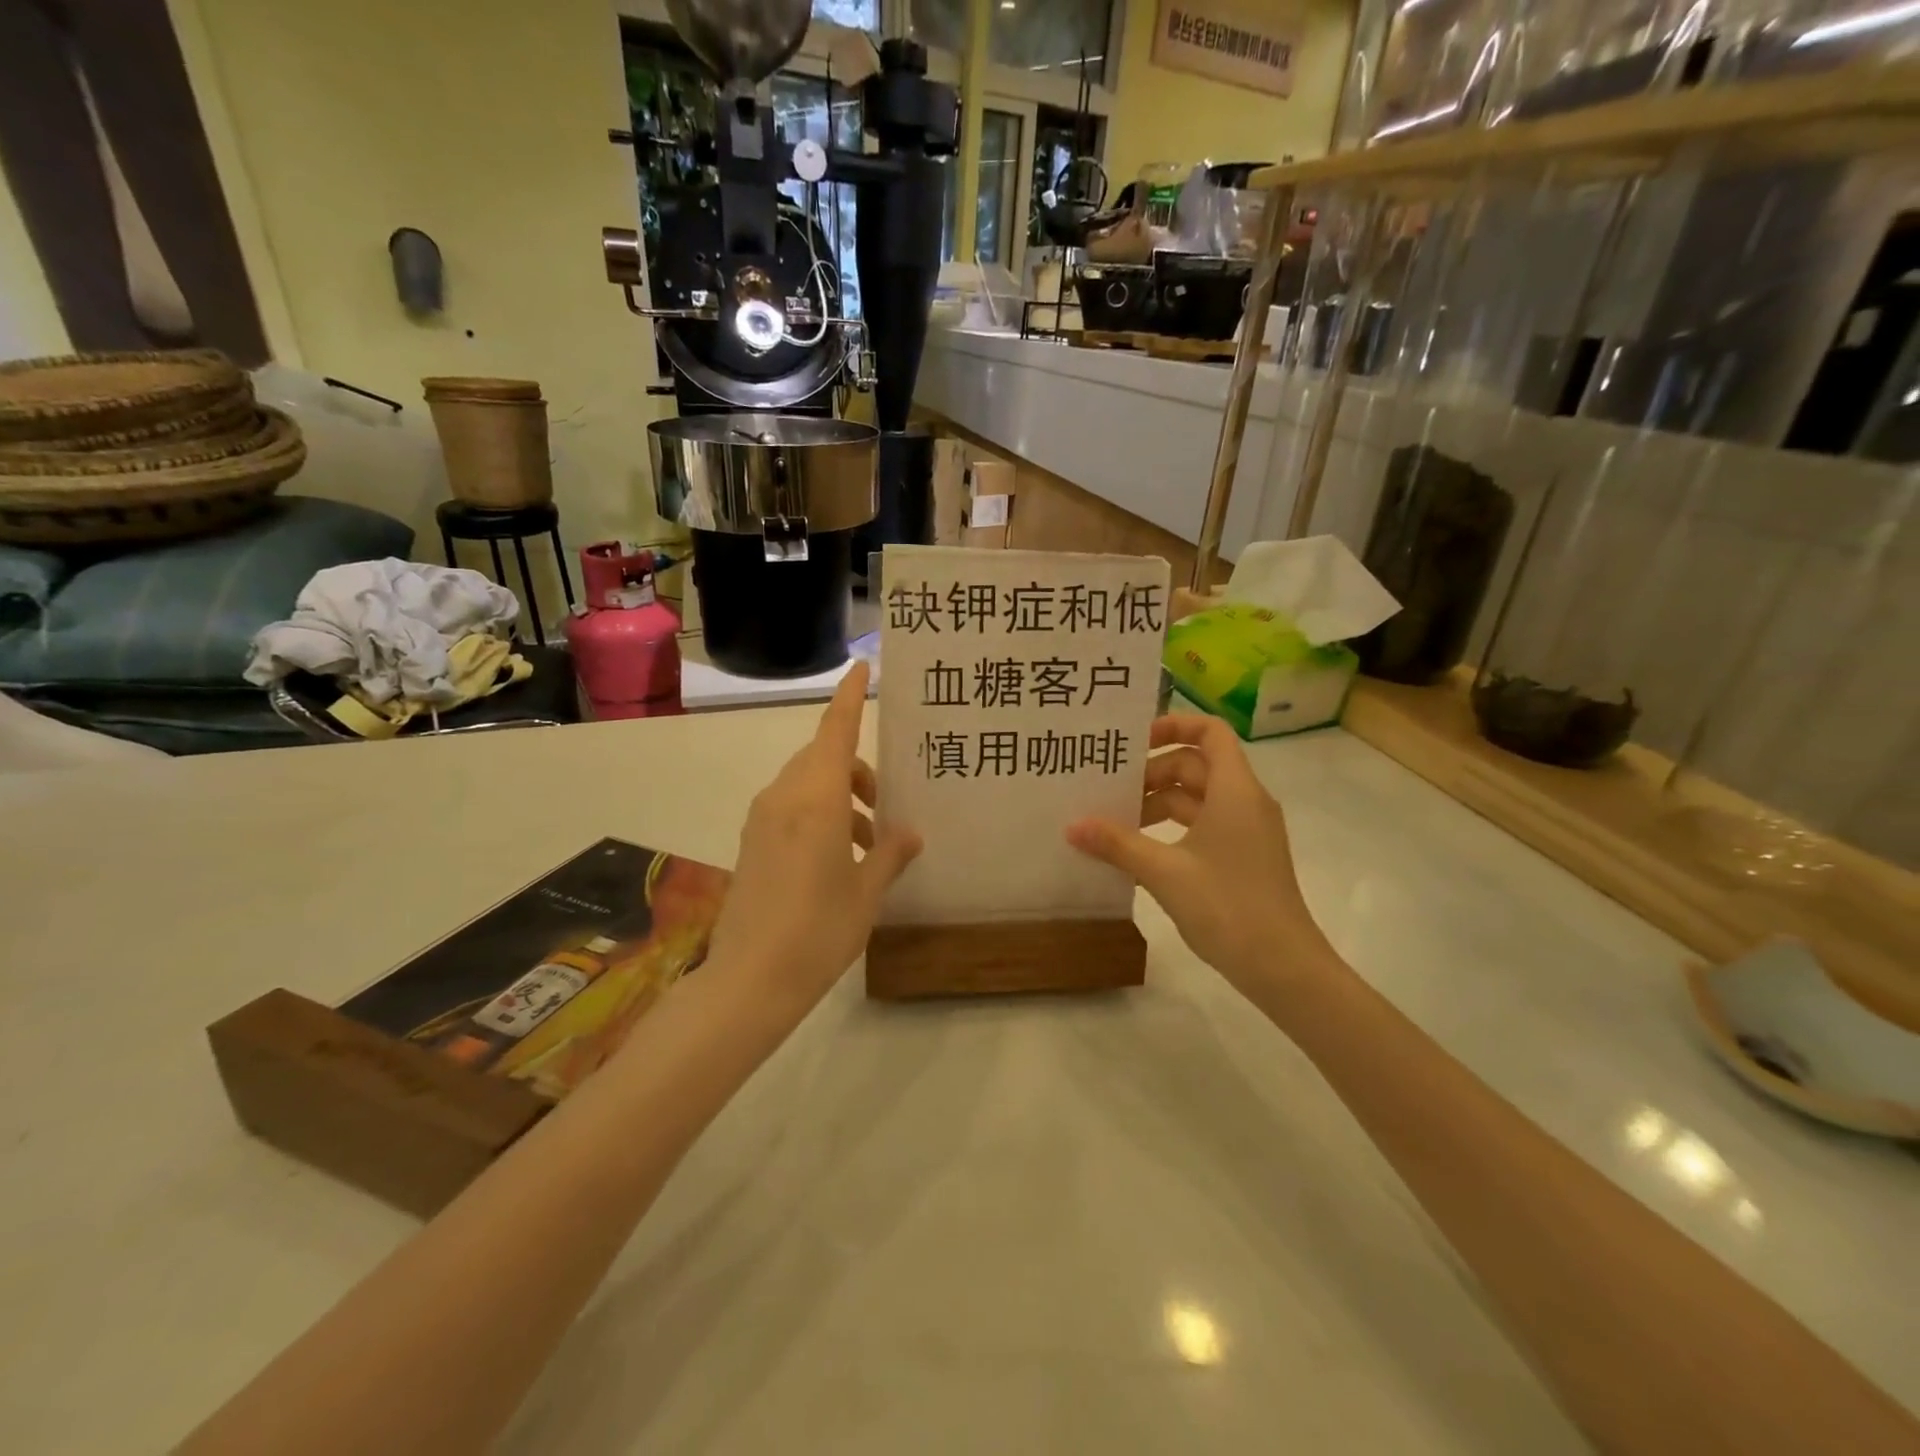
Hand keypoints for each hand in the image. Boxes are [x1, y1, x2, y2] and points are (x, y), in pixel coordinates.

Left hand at [706, 663, 920, 1012]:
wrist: (749, 980)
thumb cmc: (819, 931)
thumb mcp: (867, 892)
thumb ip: (890, 853)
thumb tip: (909, 833)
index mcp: (817, 800)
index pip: (836, 731)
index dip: (850, 697)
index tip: (861, 667)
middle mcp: (784, 798)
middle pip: (823, 757)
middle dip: (857, 768)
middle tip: (885, 803)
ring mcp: (762, 820)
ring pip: (807, 783)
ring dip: (840, 795)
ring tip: (870, 841)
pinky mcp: (752, 842)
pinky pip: (790, 807)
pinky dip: (819, 813)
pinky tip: (838, 856)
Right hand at [1066, 714, 1332, 997]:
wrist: (1283, 968)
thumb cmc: (1228, 906)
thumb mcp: (1165, 872)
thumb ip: (1117, 844)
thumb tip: (1072, 826)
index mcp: (1235, 790)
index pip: (1209, 732)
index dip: (1173, 725)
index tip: (1133, 742)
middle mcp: (1244, 802)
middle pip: (1195, 766)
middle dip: (1152, 773)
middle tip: (1109, 791)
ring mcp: (1247, 832)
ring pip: (1197, 799)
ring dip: (1158, 804)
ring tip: (1115, 823)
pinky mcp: (1242, 857)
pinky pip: (1203, 826)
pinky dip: (1171, 830)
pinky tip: (1138, 852)